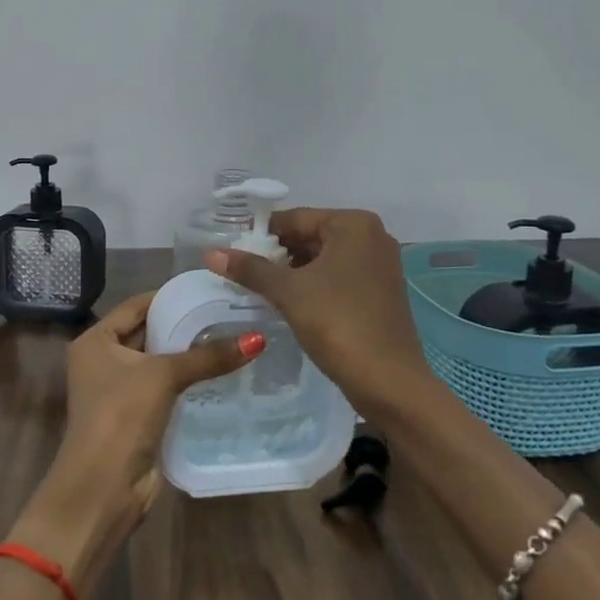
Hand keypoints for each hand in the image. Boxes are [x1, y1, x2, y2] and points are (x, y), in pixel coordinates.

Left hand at [14, 293, 260, 593]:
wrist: (103, 486)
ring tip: (232, 337)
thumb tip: (258, 339)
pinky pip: (165, 387)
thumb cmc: (122, 415)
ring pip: (159, 362)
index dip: (171, 297)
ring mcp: (118, 389)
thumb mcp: (164, 376)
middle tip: (228, 312)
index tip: (209, 290)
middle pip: (148, 332)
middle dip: (184, 325)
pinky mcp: (135, 415)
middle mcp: (102, 360)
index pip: (137, 305)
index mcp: (95, 340)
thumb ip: (208, 356)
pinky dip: (187, 379)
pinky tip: (220, 371)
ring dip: (188, 354)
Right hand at [208, 208, 433, 423]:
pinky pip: (339, 276)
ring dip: (293, 271)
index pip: (296, 218)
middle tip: (243, 272)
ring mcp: (380, 265)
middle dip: (277, 253)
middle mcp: (372, 236)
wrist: (389, 380)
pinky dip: (314, 284)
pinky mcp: (380, 291)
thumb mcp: (289, 293)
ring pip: (324, 258)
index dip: (261, 234)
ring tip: (260, 288)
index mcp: (354, 224)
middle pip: (311, 236)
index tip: (232, 251)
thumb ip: (251, 269)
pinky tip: (290, 302)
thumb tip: (210, 254)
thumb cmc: (338, 324)